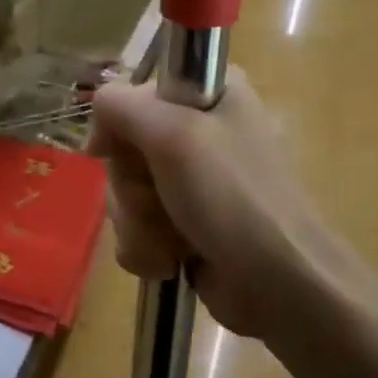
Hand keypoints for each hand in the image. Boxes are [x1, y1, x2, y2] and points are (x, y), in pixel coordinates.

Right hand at [89, 67, 377, 340]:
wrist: (280, 284)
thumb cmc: (231, 196)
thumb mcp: (172, 132)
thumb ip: (119, 106)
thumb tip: (97, 130)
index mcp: (210, 93)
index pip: (133, 93)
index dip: (118, 124)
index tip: (113, 150)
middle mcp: (202, 130)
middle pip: (124, 147)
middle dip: (130, 184)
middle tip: (157, 199)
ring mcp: (193, 181)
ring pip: (126, 191)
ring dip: (137, 221)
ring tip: (170, 239)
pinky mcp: (186, 224)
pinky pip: (137, 226)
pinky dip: (146, 245)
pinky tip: (169, 259)